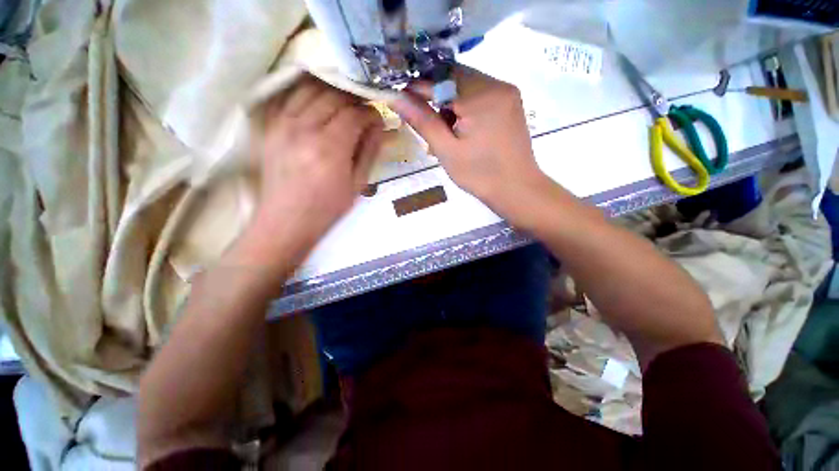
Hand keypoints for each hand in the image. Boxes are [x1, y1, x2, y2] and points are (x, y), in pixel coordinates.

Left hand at [250, 75, 383, 247]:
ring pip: (310, 88)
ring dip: (332, 92)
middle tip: (365, 112)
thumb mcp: (357, 185)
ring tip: (344, 105)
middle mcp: (303, 129)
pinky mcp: (270, 126)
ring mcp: (282, 124)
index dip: (371, 113)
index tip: (379, 120)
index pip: (354, 114)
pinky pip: (289, 96)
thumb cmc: (327, 209)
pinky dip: (308, 93)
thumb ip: (369, 152)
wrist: (285, 221)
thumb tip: (382, 129)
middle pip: (333, 96)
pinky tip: (319, 103)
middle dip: (355, 100)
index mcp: (329, 148)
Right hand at [391, 67, 550, 217]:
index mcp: (481, 96)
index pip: (440, 77)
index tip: (401, 99)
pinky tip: (462, 129)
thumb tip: (395, 98)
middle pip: (455, 78)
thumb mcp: (447, 150)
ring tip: (446, 131)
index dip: (417, 87)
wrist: (517, 189)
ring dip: (451, 102)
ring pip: (467, 85)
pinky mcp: (511, 103)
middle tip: (426, 121)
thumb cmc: (480, 175)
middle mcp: (497, 85)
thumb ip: (422, 121)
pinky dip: (466, 106)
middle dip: (436, 96)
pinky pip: (481, 94)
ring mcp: (507, 92)